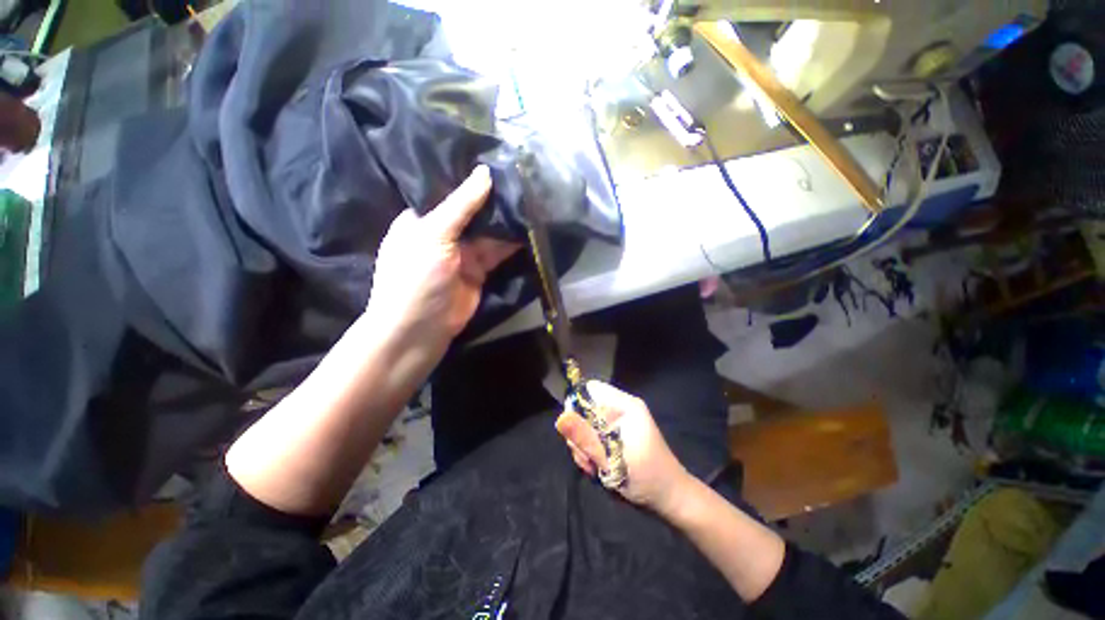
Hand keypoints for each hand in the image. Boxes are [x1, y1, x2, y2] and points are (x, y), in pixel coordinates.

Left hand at [365, 165, 517, 359]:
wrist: (421, 329)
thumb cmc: (416, 277)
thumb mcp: (434, 235)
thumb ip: (461, 205)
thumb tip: (485, 172)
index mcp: (424, 218)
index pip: (451, 191)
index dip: (473, 179)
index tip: (499, 162)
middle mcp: (444, 233)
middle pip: (474, 212)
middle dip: (495, 200)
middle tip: (523, 179)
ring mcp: (463, 253)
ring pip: (489, 232)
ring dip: (506, 222)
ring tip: (530, 201)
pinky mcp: (480, 271)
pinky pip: (498, 253)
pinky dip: (512, 244)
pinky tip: (528, 229)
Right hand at [555, 381, 692, 515]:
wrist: (670, 498)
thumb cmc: (647, 478)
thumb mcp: (613, 460)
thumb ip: (586, 438)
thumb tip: (560, 418)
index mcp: (625, 406)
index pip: (591, 389)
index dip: (576, 404)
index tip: (572, 430)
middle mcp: (620, 409)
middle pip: (585, 408)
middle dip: (580, 434)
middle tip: (587, 458)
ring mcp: (617, 422)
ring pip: (586, 425)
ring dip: (584, 447)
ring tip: (595, 467)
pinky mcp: (615, 434)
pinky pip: (593, 436)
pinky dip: (590, 451)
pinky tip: (598, 467)